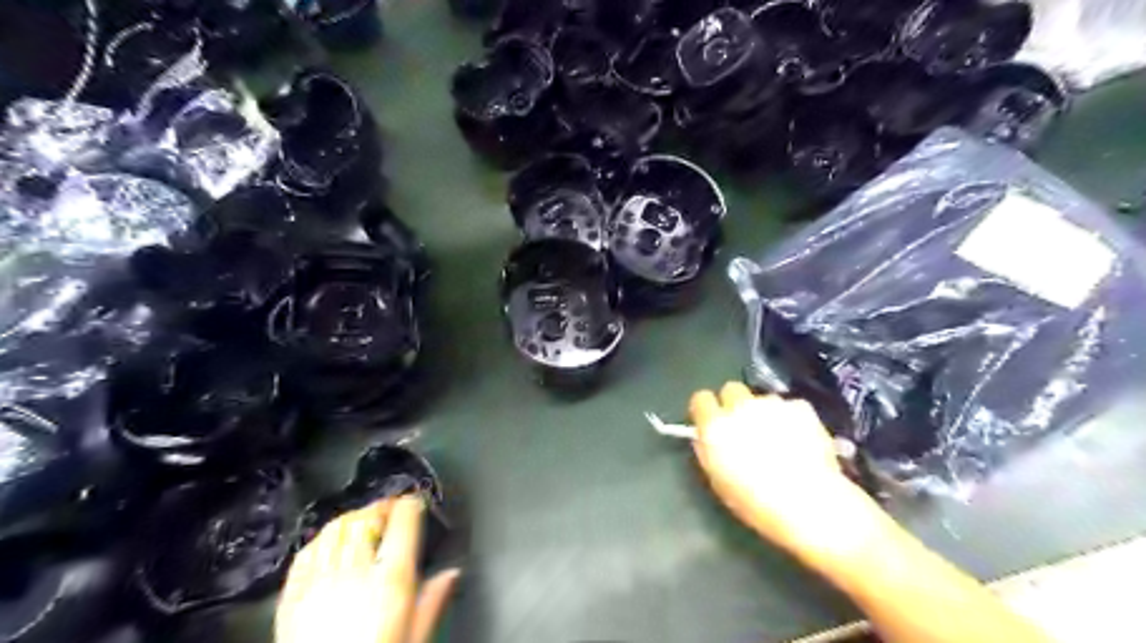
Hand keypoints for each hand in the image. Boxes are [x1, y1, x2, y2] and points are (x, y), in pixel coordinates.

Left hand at [275, 500, 458, 642]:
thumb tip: (452, 573)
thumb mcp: (415, 638)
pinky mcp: (291, 598)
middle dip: (381, 506)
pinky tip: (330, 542)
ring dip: (352, 517)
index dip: (411, 504)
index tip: (416, 502)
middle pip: (367, 518)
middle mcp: (355, 571)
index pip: (403, 521)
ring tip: (363, 520)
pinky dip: (321, 539)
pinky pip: (306, 553)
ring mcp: (319, 582)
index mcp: (391, 579)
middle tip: (391, 508)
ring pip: (335, 529)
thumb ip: (433, 601)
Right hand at [688, 383, 883, 559]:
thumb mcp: (718, 480)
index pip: (701, 399)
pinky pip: (790, 407)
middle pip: (731, 389)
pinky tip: (801, 439)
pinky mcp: (801, 407)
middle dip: (735, 404)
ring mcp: (772, 404)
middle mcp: (740, 407)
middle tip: (745, 426)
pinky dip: (792, 418)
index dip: (707, 410)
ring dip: (765, 412)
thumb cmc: (756, 502)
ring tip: (778, 438)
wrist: (809, 503)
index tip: (712, 422)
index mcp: (715, 426)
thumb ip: (709, 450)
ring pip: (763, 399)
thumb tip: (705, 437)